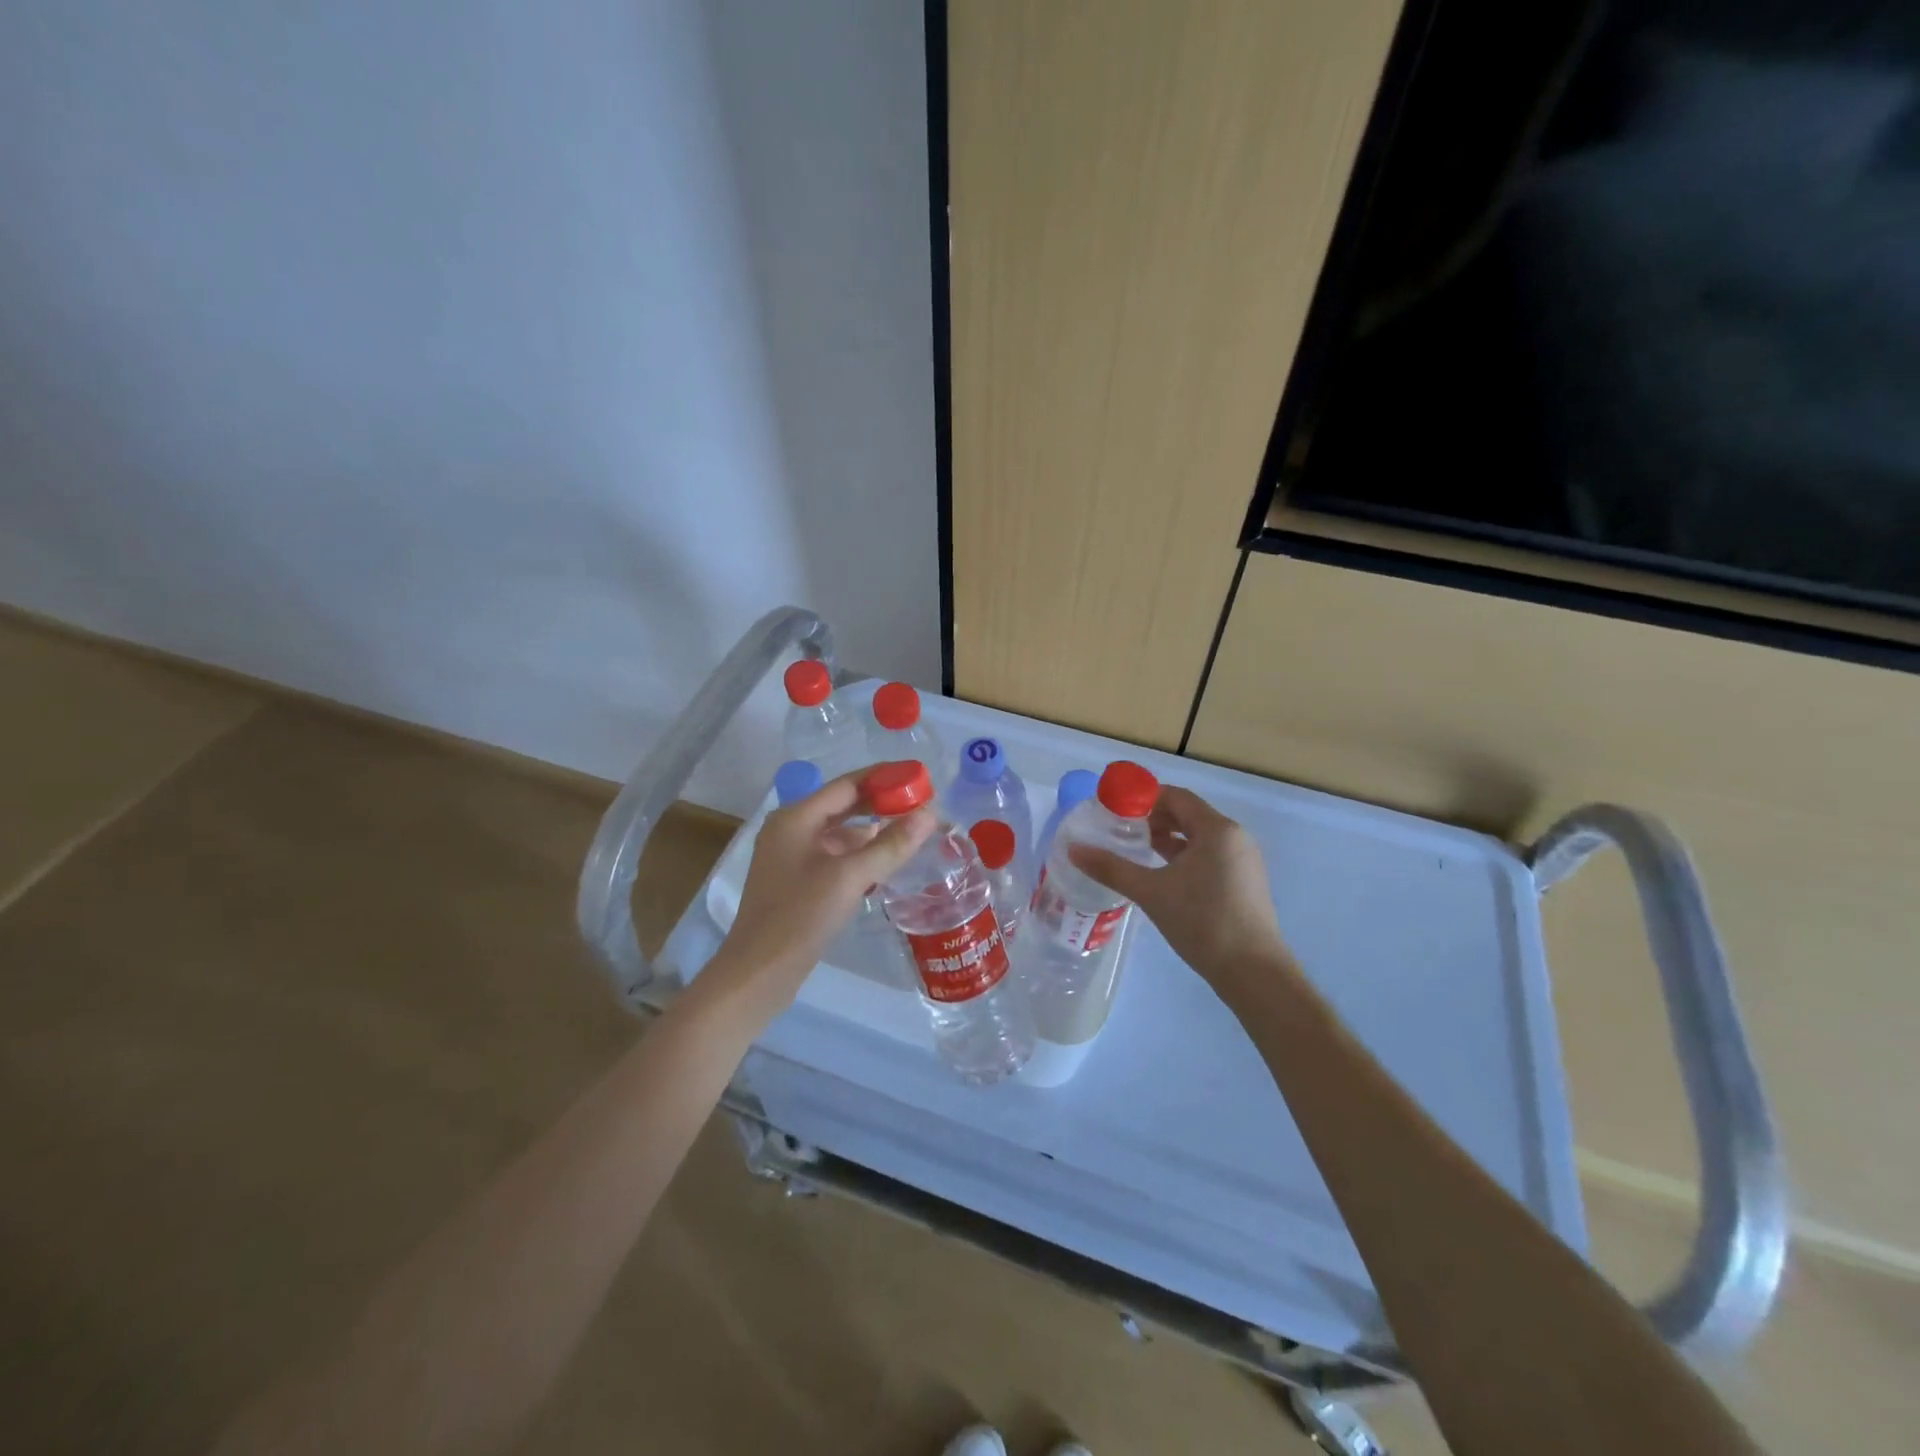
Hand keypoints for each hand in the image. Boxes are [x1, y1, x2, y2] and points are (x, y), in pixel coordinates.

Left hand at [703, 769, 934, 1024]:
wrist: (758, 973)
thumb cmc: (800, 917)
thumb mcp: (849, 877)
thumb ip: (890, 845)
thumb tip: (929, 815)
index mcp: (796, 818)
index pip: (847, 784)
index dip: (885, 778)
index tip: (920, 777)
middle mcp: (791, 829)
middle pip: (843, 805)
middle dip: (882, 803)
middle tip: (923, 804)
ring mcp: (792, 857)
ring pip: (840, 833)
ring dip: (873, 831)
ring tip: (912, 832)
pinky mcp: (797, 882)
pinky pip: (835, 856)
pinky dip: (860, 854)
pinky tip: (885, 863)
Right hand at [1068, 785, 1298, 1001]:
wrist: (1252, 972)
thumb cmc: (1202, 922)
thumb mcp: (1151, 892)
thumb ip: (1111, 868)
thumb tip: (1073, 849)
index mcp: (1217, 829)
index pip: (1176, 797)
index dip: (1144, 797)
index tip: (1114, 807)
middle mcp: (1234, 837)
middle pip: (1188, 814)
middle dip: (1153, 818)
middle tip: (1120, 828)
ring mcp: (1243, 860)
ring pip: (1198, 836)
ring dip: (1168, 838)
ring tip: (1136, 849)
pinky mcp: (1244, 881)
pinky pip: (1209, 855)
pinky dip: (1184, 855)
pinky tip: (1162, 874)